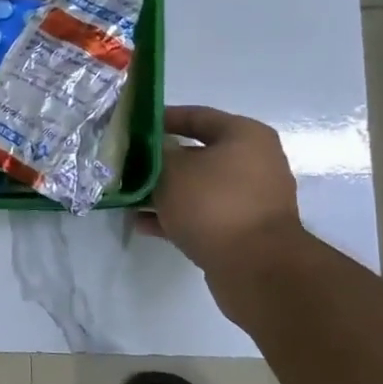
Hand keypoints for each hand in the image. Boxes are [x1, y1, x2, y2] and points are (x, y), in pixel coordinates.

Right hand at [138, 105, 309, 307]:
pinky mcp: (242, 230)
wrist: (255, 268)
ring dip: (164, 191)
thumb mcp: (172, 170)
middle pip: (197, 153)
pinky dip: (175, 216)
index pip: (197, 115)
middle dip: (159, 160)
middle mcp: (254, 163)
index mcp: (245, 136)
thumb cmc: (214, 204)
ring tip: (129, 196)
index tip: (132, 126)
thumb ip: (155, 153)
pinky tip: (142, 223)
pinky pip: (202, 214)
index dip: (162, 118)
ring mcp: (250, 199)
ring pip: (197, 187)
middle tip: (127, 163)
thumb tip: (152, 149)